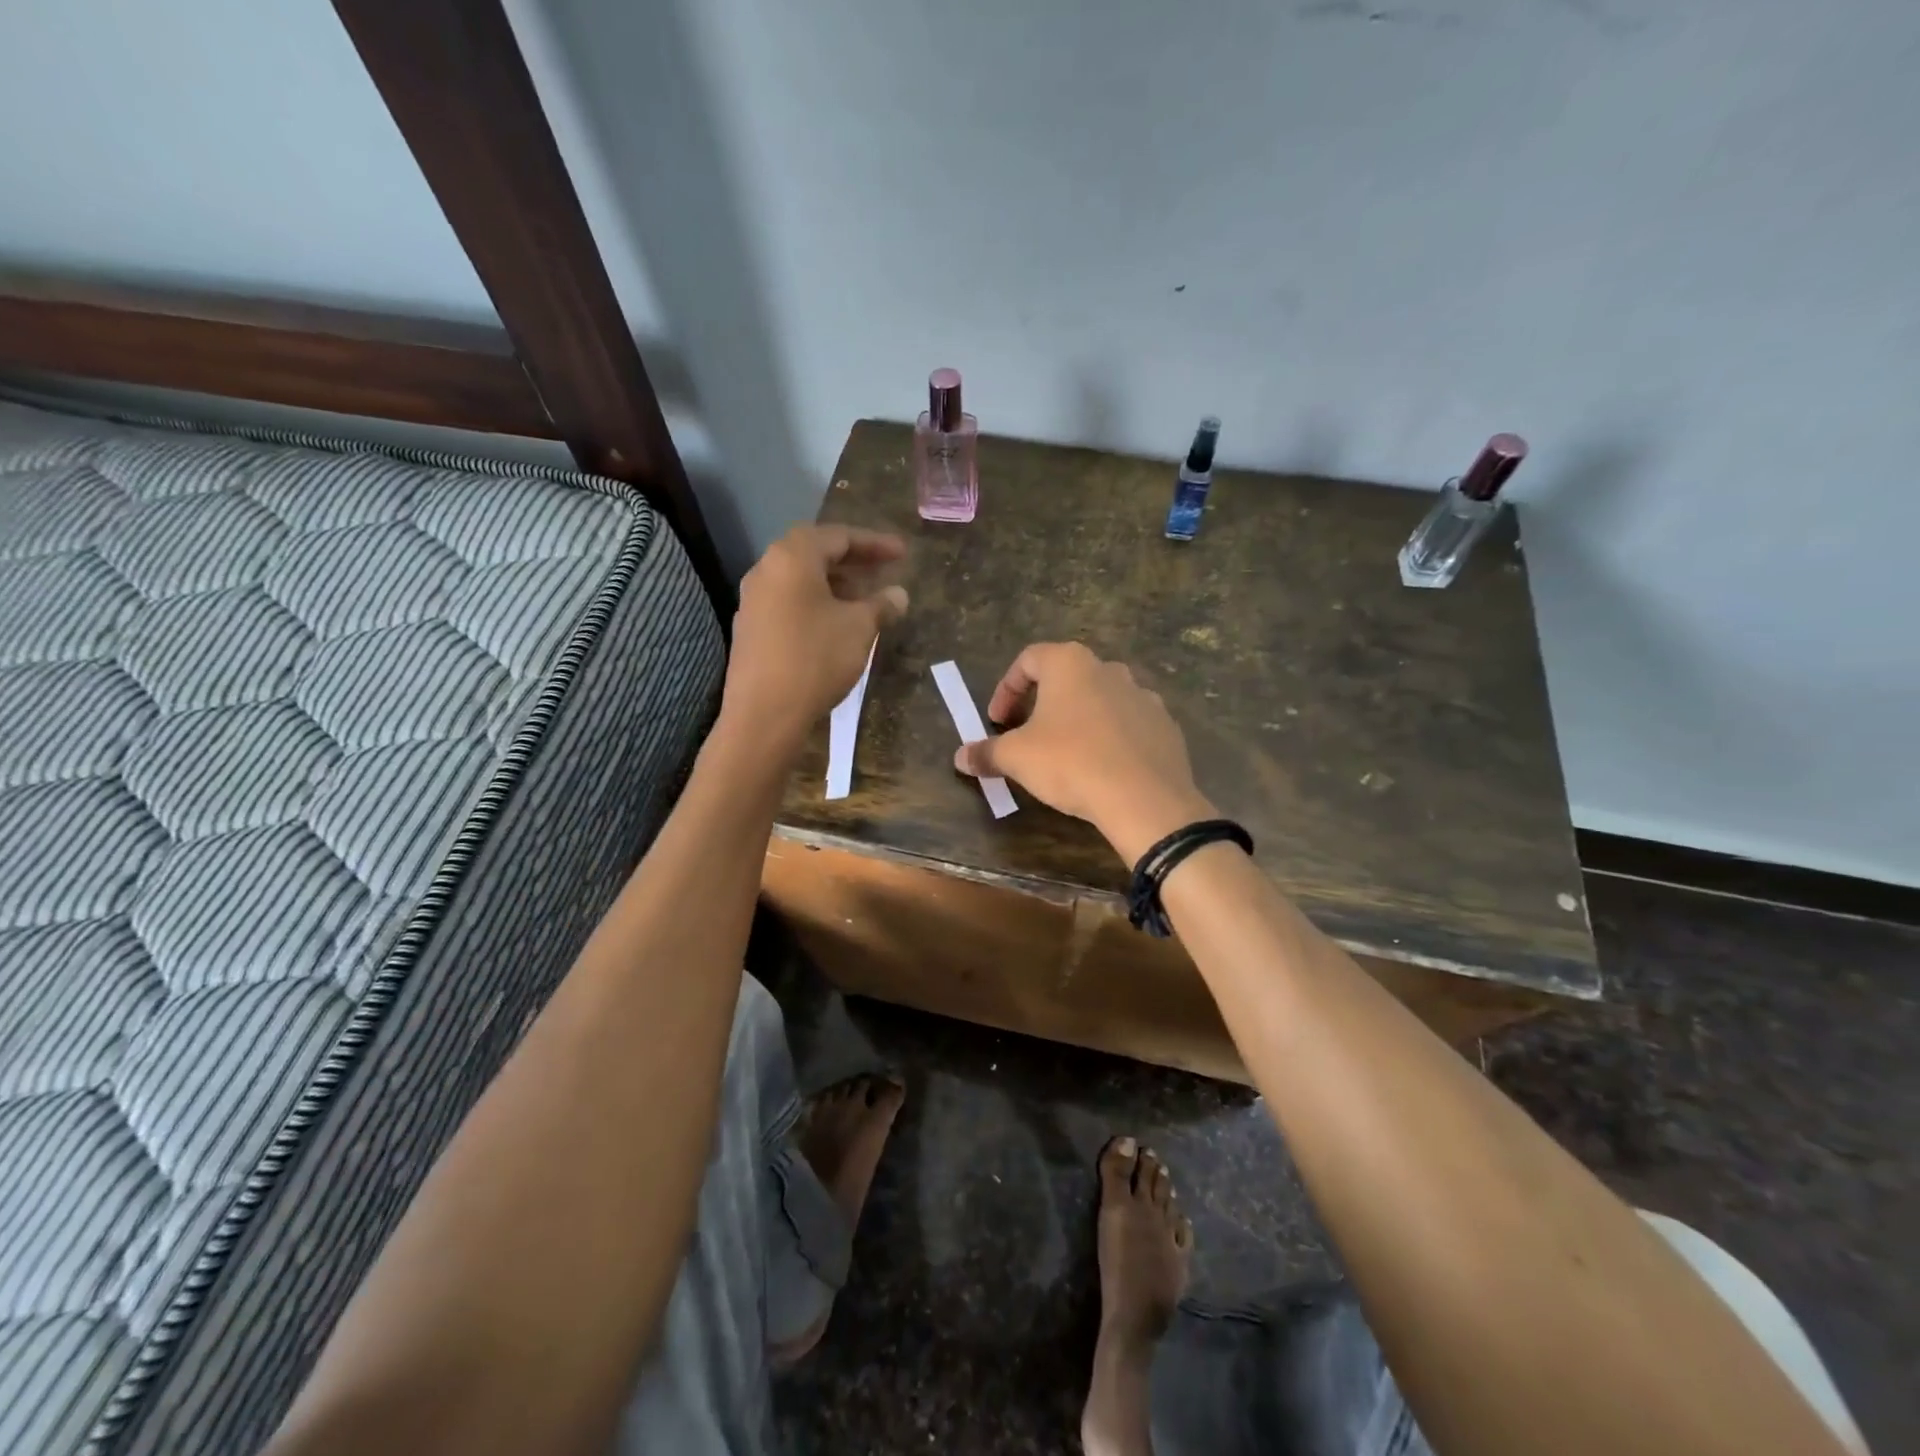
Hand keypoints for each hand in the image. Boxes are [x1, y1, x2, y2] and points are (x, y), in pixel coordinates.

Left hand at [723, 524, 907, 748]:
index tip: (903, 553)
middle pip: (815, 553)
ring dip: (835, 584)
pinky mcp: (750, 628)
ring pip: (801, 579)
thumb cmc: (815, 659)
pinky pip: (789, 601)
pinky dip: (816, 603)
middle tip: (884, 571)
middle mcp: (767, 569)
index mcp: (792, 558)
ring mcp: (753, 600)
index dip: (875, 543)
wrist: (764, 714)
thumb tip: (899, 594)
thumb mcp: (859, 628)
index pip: (839, 536)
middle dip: (853, 561)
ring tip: (865, 600)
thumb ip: (881, 605)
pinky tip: (836, 624)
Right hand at [954, 642, 1214, 861]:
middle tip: (1028, 735)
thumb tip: (961, 756)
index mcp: (1070, 664)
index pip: (1028, 659)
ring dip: (1079, 719)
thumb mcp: (1017, 758)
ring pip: (1100, 699)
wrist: (1145, 799)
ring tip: (1066, 752)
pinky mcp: (1165, 725)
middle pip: (1066, 677)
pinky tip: (1102, 767)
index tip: (998, 721)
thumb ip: (987, 752)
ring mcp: (1143, 695)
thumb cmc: (1071, 763)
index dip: (1006, 689)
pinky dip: (1110, 738)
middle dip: (1042, 703)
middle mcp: (1108, 669)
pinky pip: (1128, 724)